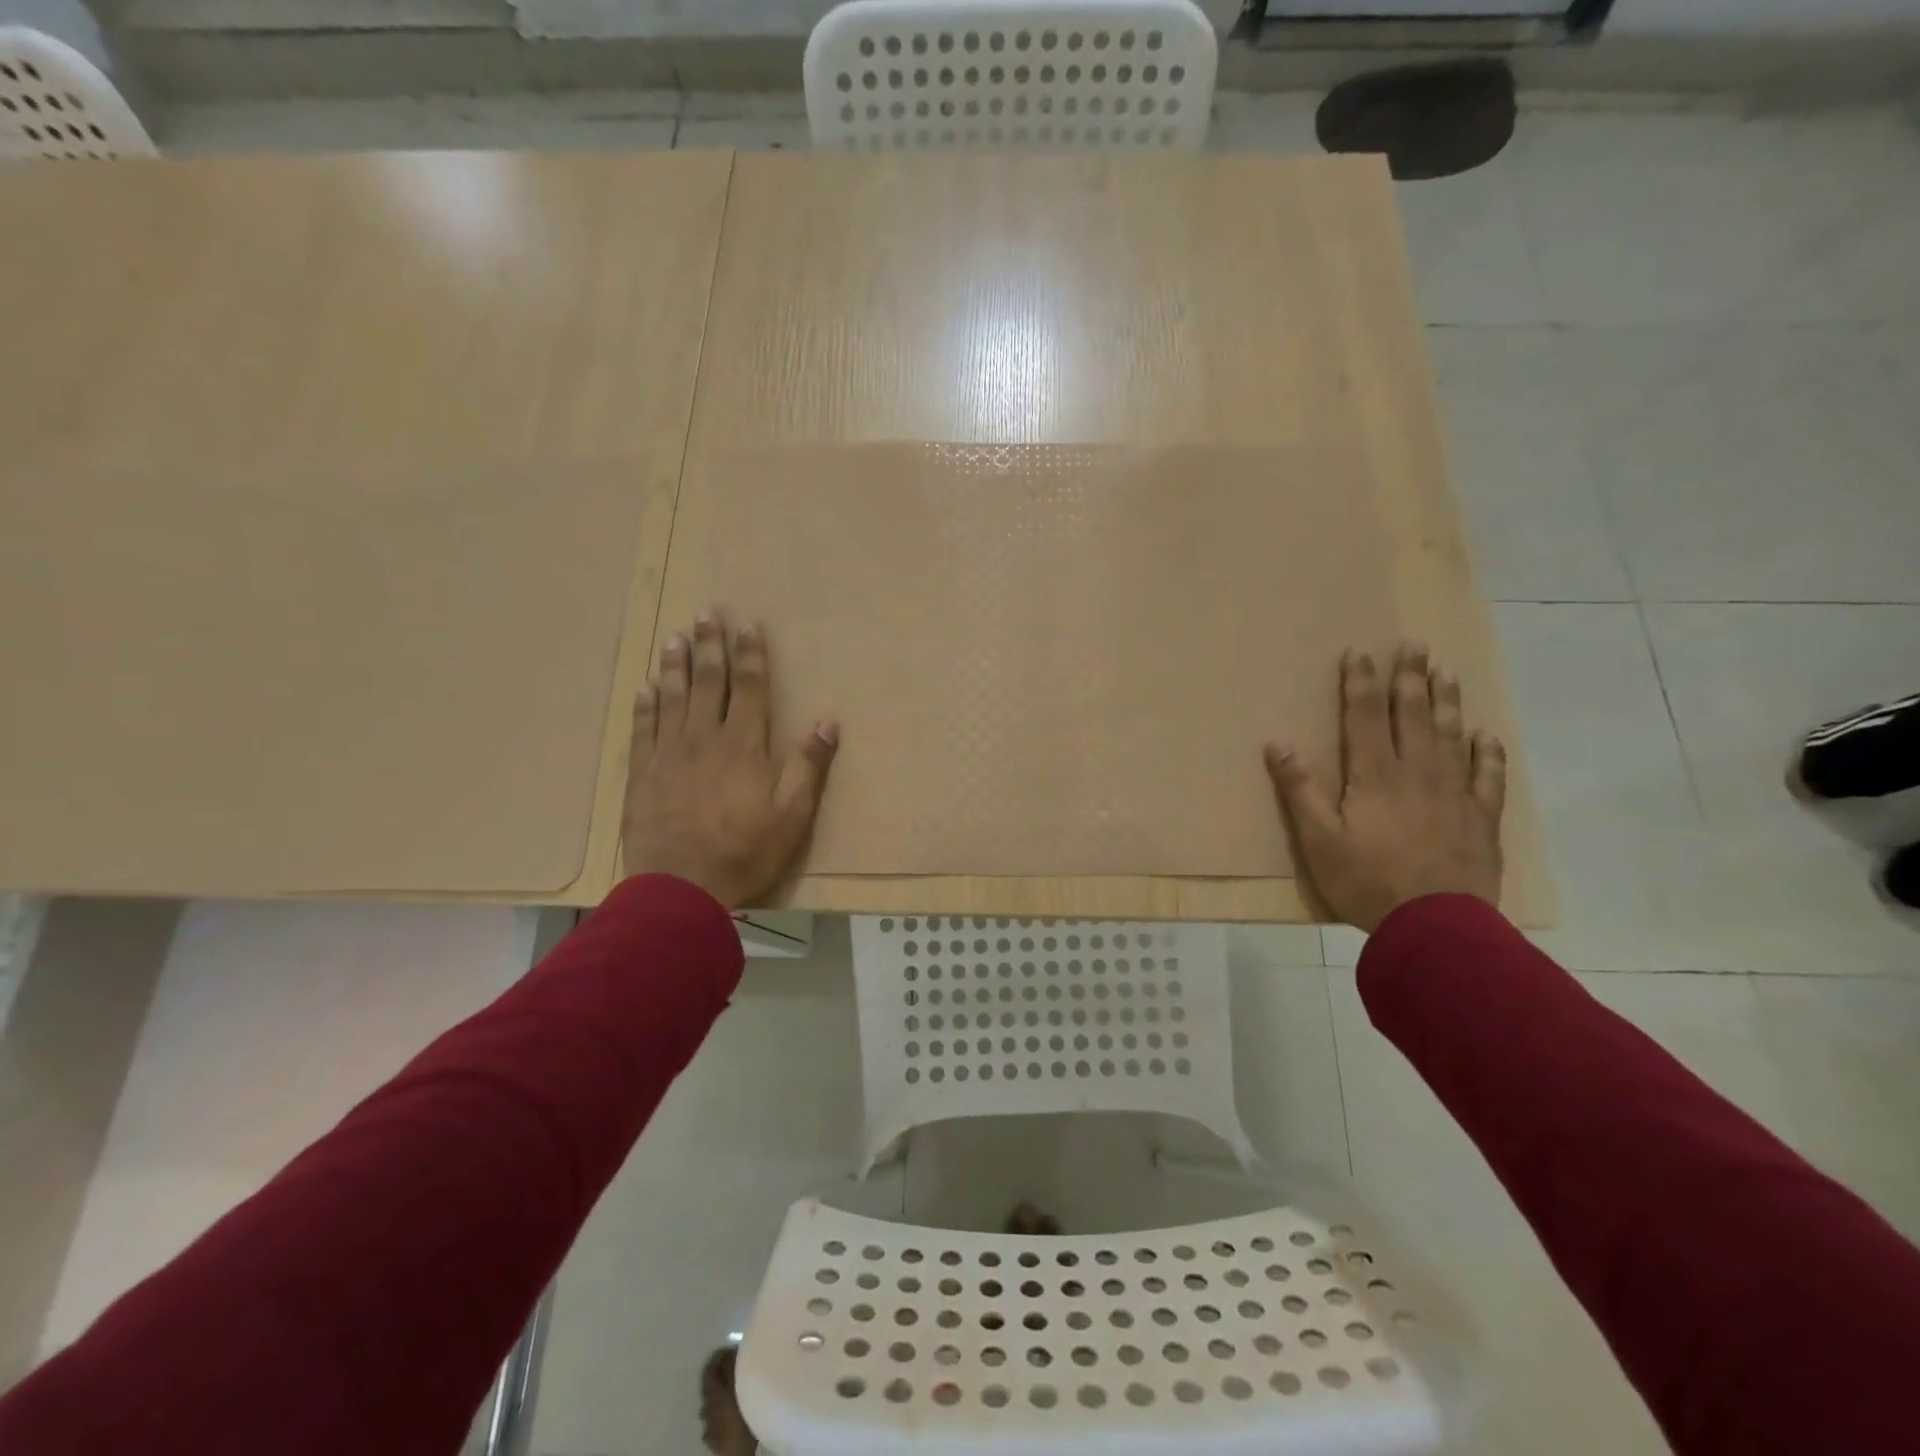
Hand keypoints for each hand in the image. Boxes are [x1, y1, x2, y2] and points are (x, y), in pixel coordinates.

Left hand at [622, 609, 837, 908]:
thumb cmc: (745, 851)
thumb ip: (809, 766)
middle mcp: (704, 738)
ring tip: (674, 638)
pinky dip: (645, 706)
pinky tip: (645, 688)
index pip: (748, 687)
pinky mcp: (643, 775)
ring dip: (674, 665)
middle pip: (707, 682)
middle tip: (704, 614)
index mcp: (744, 745)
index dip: (749, 654)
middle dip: (709, 646)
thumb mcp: (792, 815)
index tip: (746, 625)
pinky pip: (643, 730)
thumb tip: (829, 722)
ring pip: (671, 698)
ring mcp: (669, 754)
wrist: (681, 887)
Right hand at [1265, 643, 1505, 931]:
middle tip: (1415, 645)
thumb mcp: (1317, 839)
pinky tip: (1488, 736)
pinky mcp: (1480, 819)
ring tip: (1447, 673)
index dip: (1361, 682)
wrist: (1436, 927)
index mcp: (1375, 775)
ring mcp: (1454, 794)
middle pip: (1413, 716)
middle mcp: (1417, 773)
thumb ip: (1300, 789)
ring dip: (1448, 702)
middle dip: (1411, 678)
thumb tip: (1277, 743)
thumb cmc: (1366, 881)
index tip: (1360, 653)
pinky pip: (1488, 777)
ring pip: (1452, 736)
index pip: (1365, 717)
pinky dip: (1488, 753)